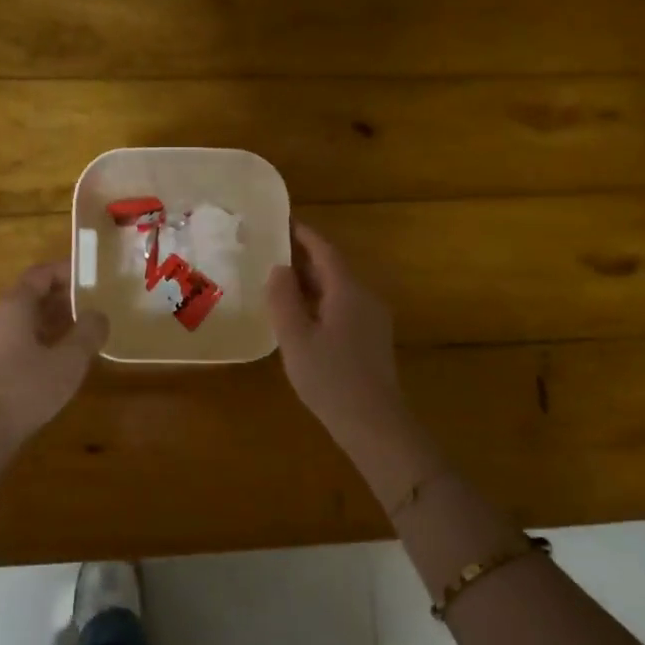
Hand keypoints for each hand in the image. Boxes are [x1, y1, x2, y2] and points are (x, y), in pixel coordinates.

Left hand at [0, 261, 108, 481]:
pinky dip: (41, 338)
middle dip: (64, 297)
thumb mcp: (68, 361)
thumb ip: (88, 333)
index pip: (41, 273)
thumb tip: (99, 315)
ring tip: (84, 330)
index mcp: (14, 305)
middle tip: (94, 304)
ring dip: (54, 320)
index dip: (67, 271)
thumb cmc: (25, 389)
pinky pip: (18, 339)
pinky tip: (61, 357)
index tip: (92, 277)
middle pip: (32, 294)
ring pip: (25, 319)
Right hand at [266, 223, 435, 483]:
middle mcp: (365, 297)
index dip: (302, 234)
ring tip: (278, 280)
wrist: (374, 424)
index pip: (324, 250)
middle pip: (333, 267)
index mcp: (347, 290)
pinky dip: (319, 301)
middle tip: (270, 250)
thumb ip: (283, 299)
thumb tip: (279, 268)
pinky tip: (300, 315)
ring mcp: (372, 319)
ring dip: (310, 280)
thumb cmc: (330, 378)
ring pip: (338, 288)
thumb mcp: (296, 338)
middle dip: (303, 256)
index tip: (280, 221)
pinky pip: (343, 306)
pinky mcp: (372, 339)